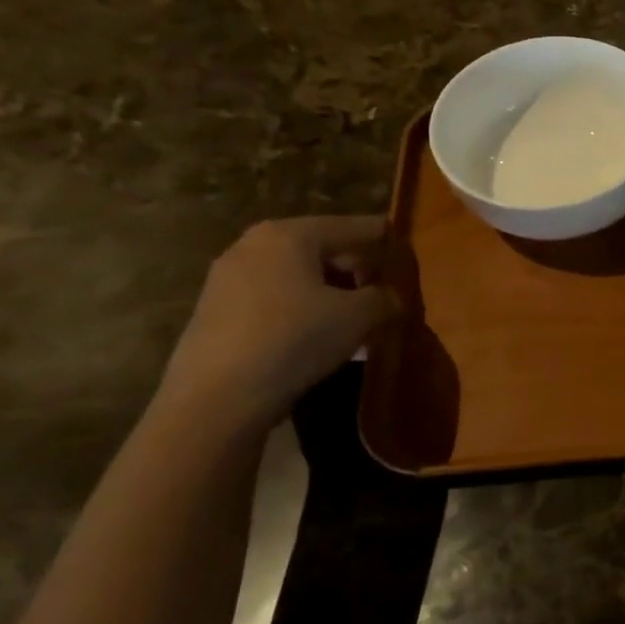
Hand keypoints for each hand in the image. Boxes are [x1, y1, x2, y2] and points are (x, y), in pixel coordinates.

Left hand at [156, 215, 399, 431]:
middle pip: (323, 247)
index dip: (387, 239)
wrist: (217, 397)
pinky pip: (274, 296)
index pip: (354, 226)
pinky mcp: (215, 309)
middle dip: (357, 268)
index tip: (409, 254)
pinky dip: (302, 306)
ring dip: (330, 290)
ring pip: (297, 274)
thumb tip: (391, 296)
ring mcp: (228, 276)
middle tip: (385, 292)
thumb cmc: (295, 339)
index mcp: (290, 234)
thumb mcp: (359, 316)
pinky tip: (318, 334)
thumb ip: (385, 298)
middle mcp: (254, 243)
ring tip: (355, 318)